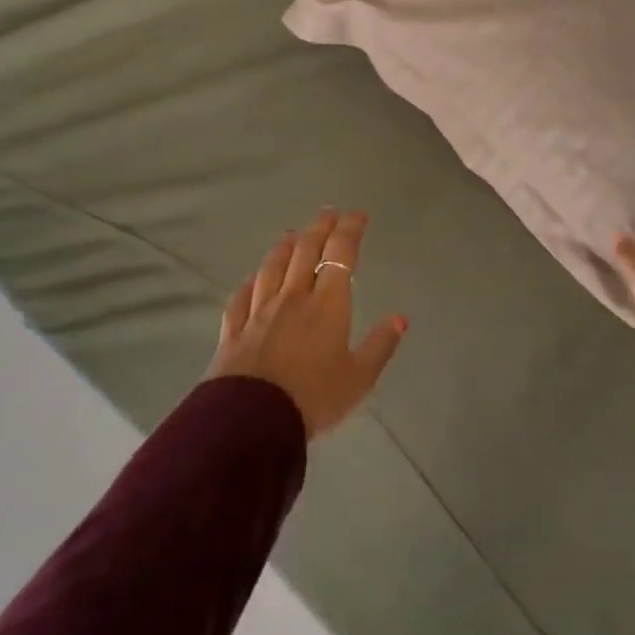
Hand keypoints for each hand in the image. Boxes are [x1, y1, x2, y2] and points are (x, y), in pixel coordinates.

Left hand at [207, 209, 407, 438]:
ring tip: (292, 234)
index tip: (358, 215)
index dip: (350, 231)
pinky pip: (241, 296)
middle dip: (320, 228)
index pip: (340, 255)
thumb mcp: (359, 379)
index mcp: (327, 305)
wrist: (252, 421)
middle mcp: (293, 298)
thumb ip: (380, 346)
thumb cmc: (314, 398)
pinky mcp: (234, 330)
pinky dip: (250, 281)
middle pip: (305, 252)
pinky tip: (252, 278)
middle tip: (328, 213)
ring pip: (272, 267)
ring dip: (284, 247)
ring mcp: (259, 312)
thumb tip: (400, 318)